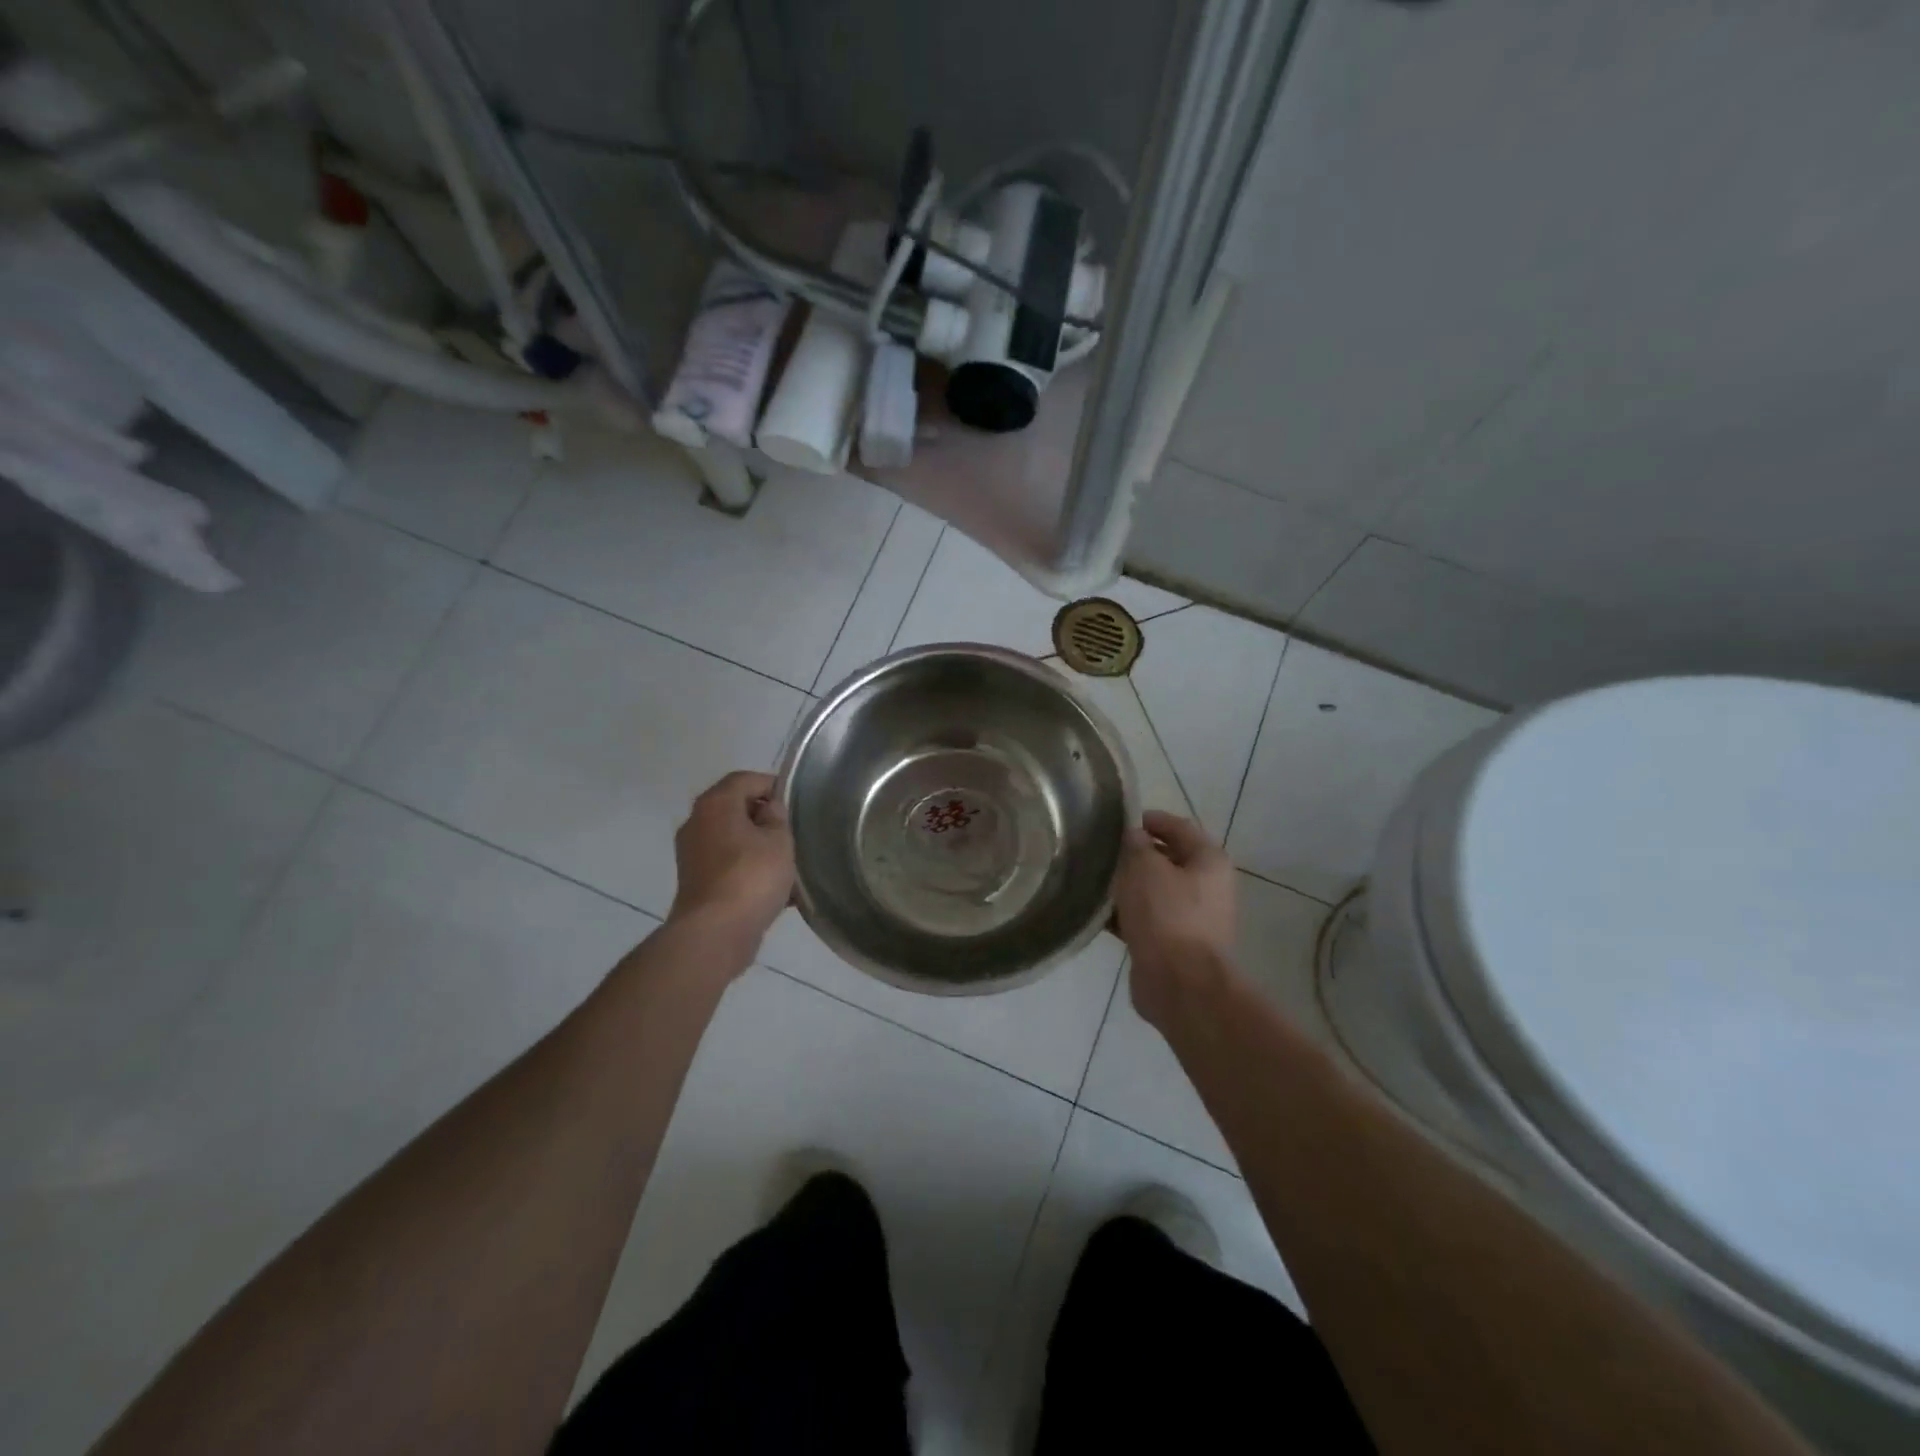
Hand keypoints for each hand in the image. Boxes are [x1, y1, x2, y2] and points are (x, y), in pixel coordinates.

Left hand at [668, 771, 794, 944]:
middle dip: (765, 817)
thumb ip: (777, 818)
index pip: (744, 779)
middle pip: (735, 808)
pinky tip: (774, 888)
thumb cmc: (751, 876)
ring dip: (757, 846)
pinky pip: (728, 865)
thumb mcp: (779, 840)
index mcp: (715, 804)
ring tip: (787, 862)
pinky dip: (748, 869)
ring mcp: (692, 854)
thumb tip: (768, 811)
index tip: (795, 801)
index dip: (772, 785)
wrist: (715, 933)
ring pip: (732, 839)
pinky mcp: (696, 882)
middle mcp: (697, 823)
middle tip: (793, 831)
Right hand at [1114, 810, 1237, 1027]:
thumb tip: (1133, 836)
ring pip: (1154, 891)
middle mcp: (1207, 886)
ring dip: (1127, 886)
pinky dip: (1126, 915)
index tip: (1118, 821)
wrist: (1179, 984)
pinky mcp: (1174, 944)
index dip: (1149, 819)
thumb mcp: (1144, 868)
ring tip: (1094, 881)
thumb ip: (1136, 845)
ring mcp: (1193, 918)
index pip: (1178, 827)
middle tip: (1102, 851)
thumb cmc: (1166, 915)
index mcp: (1209, 861)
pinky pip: (1147, 919)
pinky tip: (1099, 914)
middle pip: (1167, 859)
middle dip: (1135, 855)